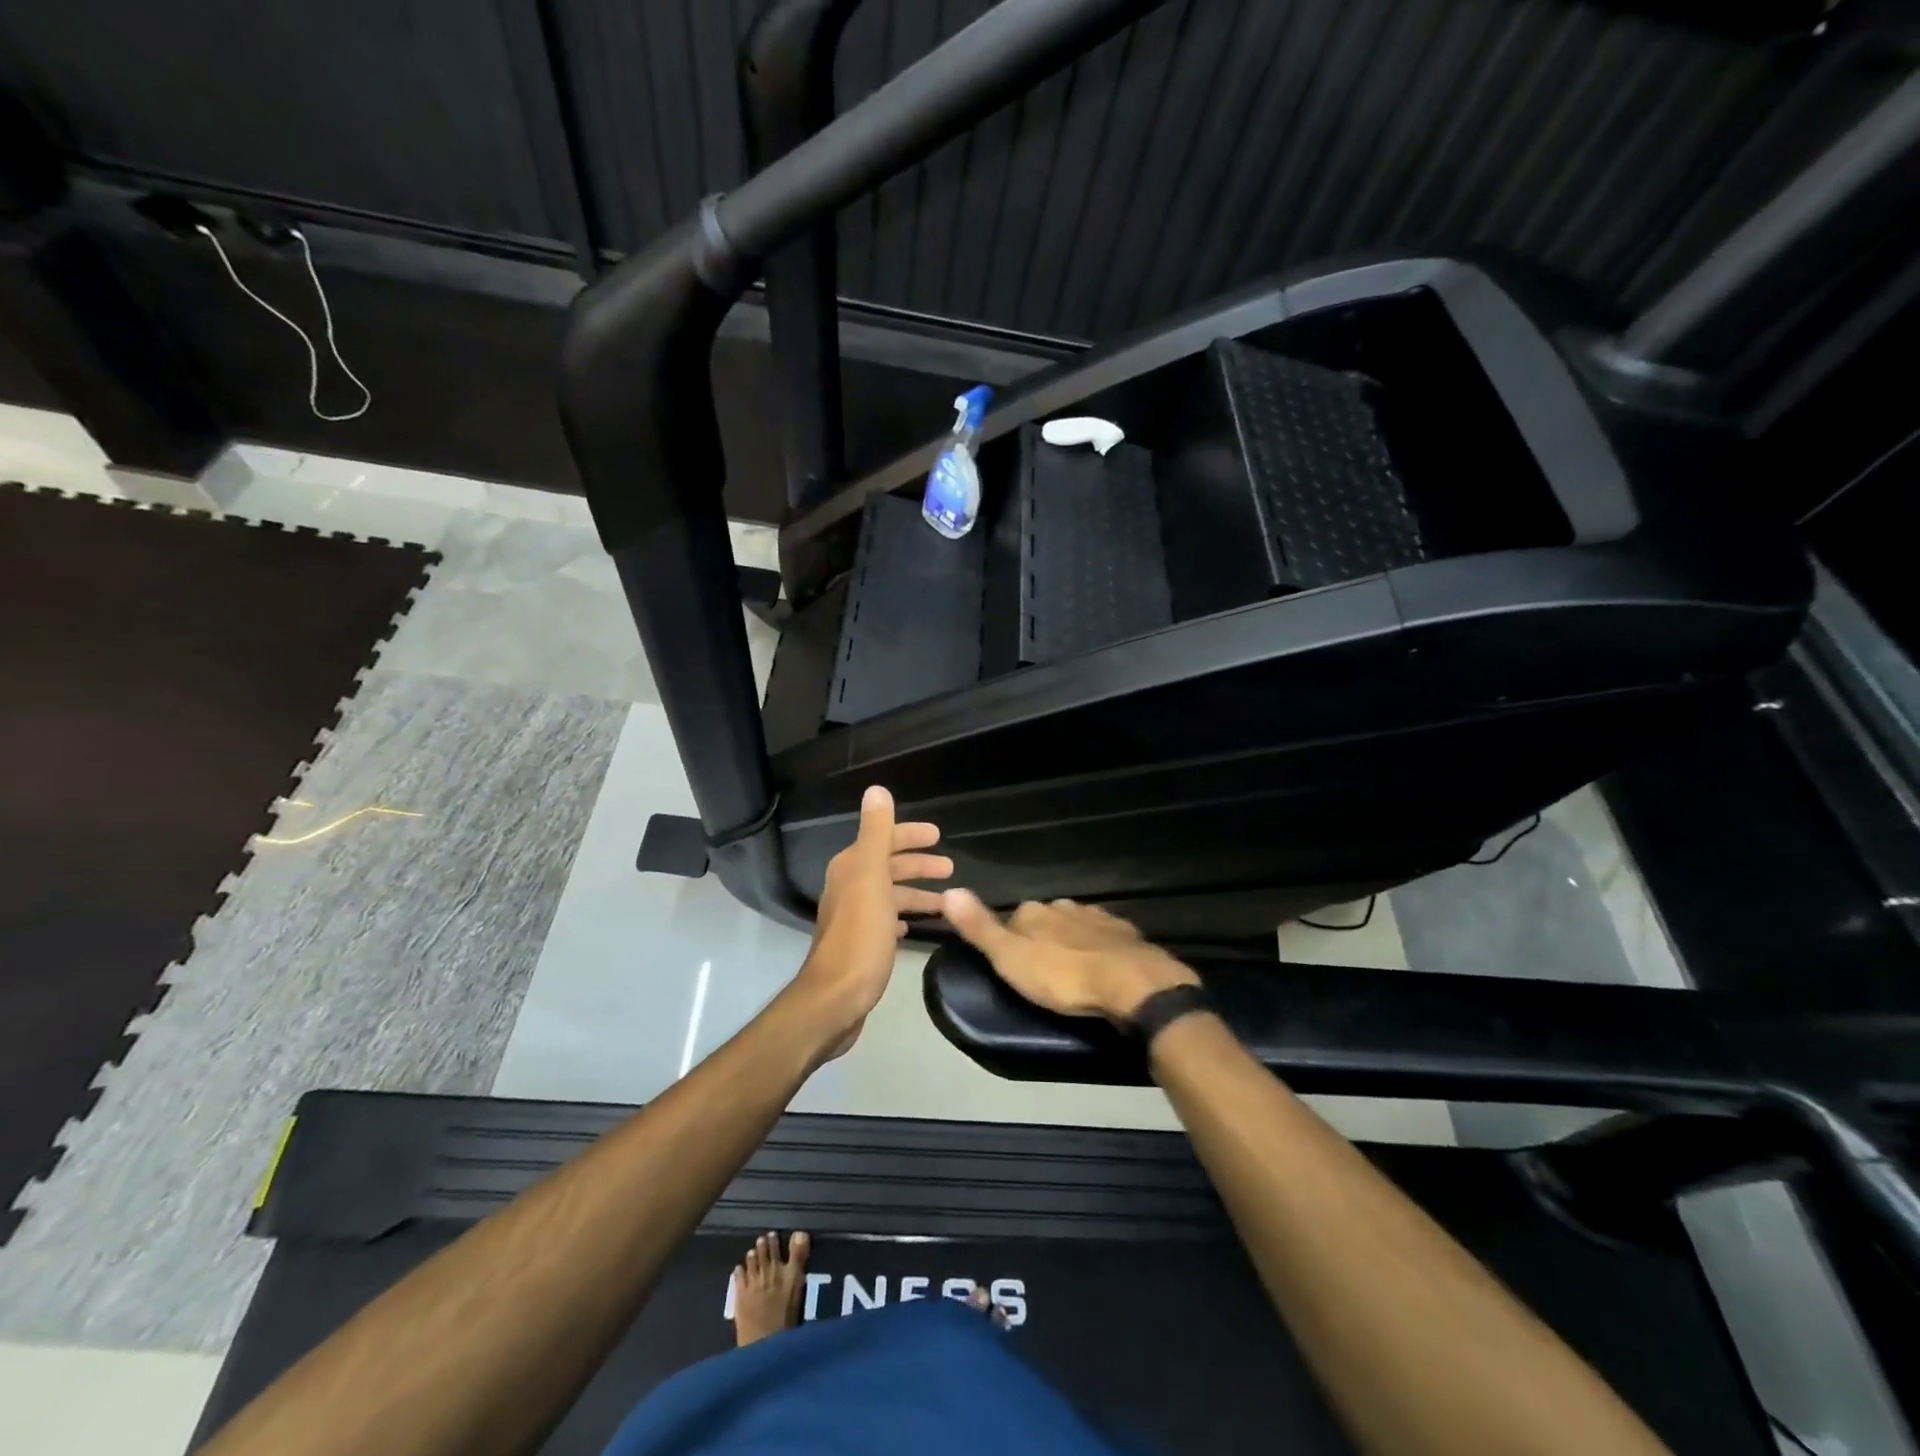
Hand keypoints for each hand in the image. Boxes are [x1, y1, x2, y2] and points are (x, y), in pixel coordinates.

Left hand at [791, 785, 950, 1051]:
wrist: (835, 998)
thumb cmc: (860, 936)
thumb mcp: (871, 878)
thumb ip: (876, 833)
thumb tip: (877, 789)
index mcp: (851, 868)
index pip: (883, 839)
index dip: (910, 835)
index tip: (939, 836)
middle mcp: (848, 887)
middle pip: (887, 866)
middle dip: (918, 864)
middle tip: (950, 867)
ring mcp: (853, 918)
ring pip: (890, 895)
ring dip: (916, 893)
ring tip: (946, 901)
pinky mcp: (860, 945)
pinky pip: (886, 920)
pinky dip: (902, 916)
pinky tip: (914, 925)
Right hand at [941, 890, 1197, 1021]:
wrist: (1131, 984)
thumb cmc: (1063, 977)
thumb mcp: (1010, 959)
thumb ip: (980, 927)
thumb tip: (949, 890)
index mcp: (1033, 910)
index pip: (1012, 919)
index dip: (1010, 942)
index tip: (1013, 967)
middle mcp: (1063, 905)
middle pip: (1045, 921)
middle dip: (1043, 941)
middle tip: (1043, 976)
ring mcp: (1096, 917)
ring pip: (1075, 927)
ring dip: (1071, 944)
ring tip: (1072, 974)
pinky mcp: (1125, 933)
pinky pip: (1104, 938)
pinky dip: (1099, 950)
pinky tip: (1102, 969)